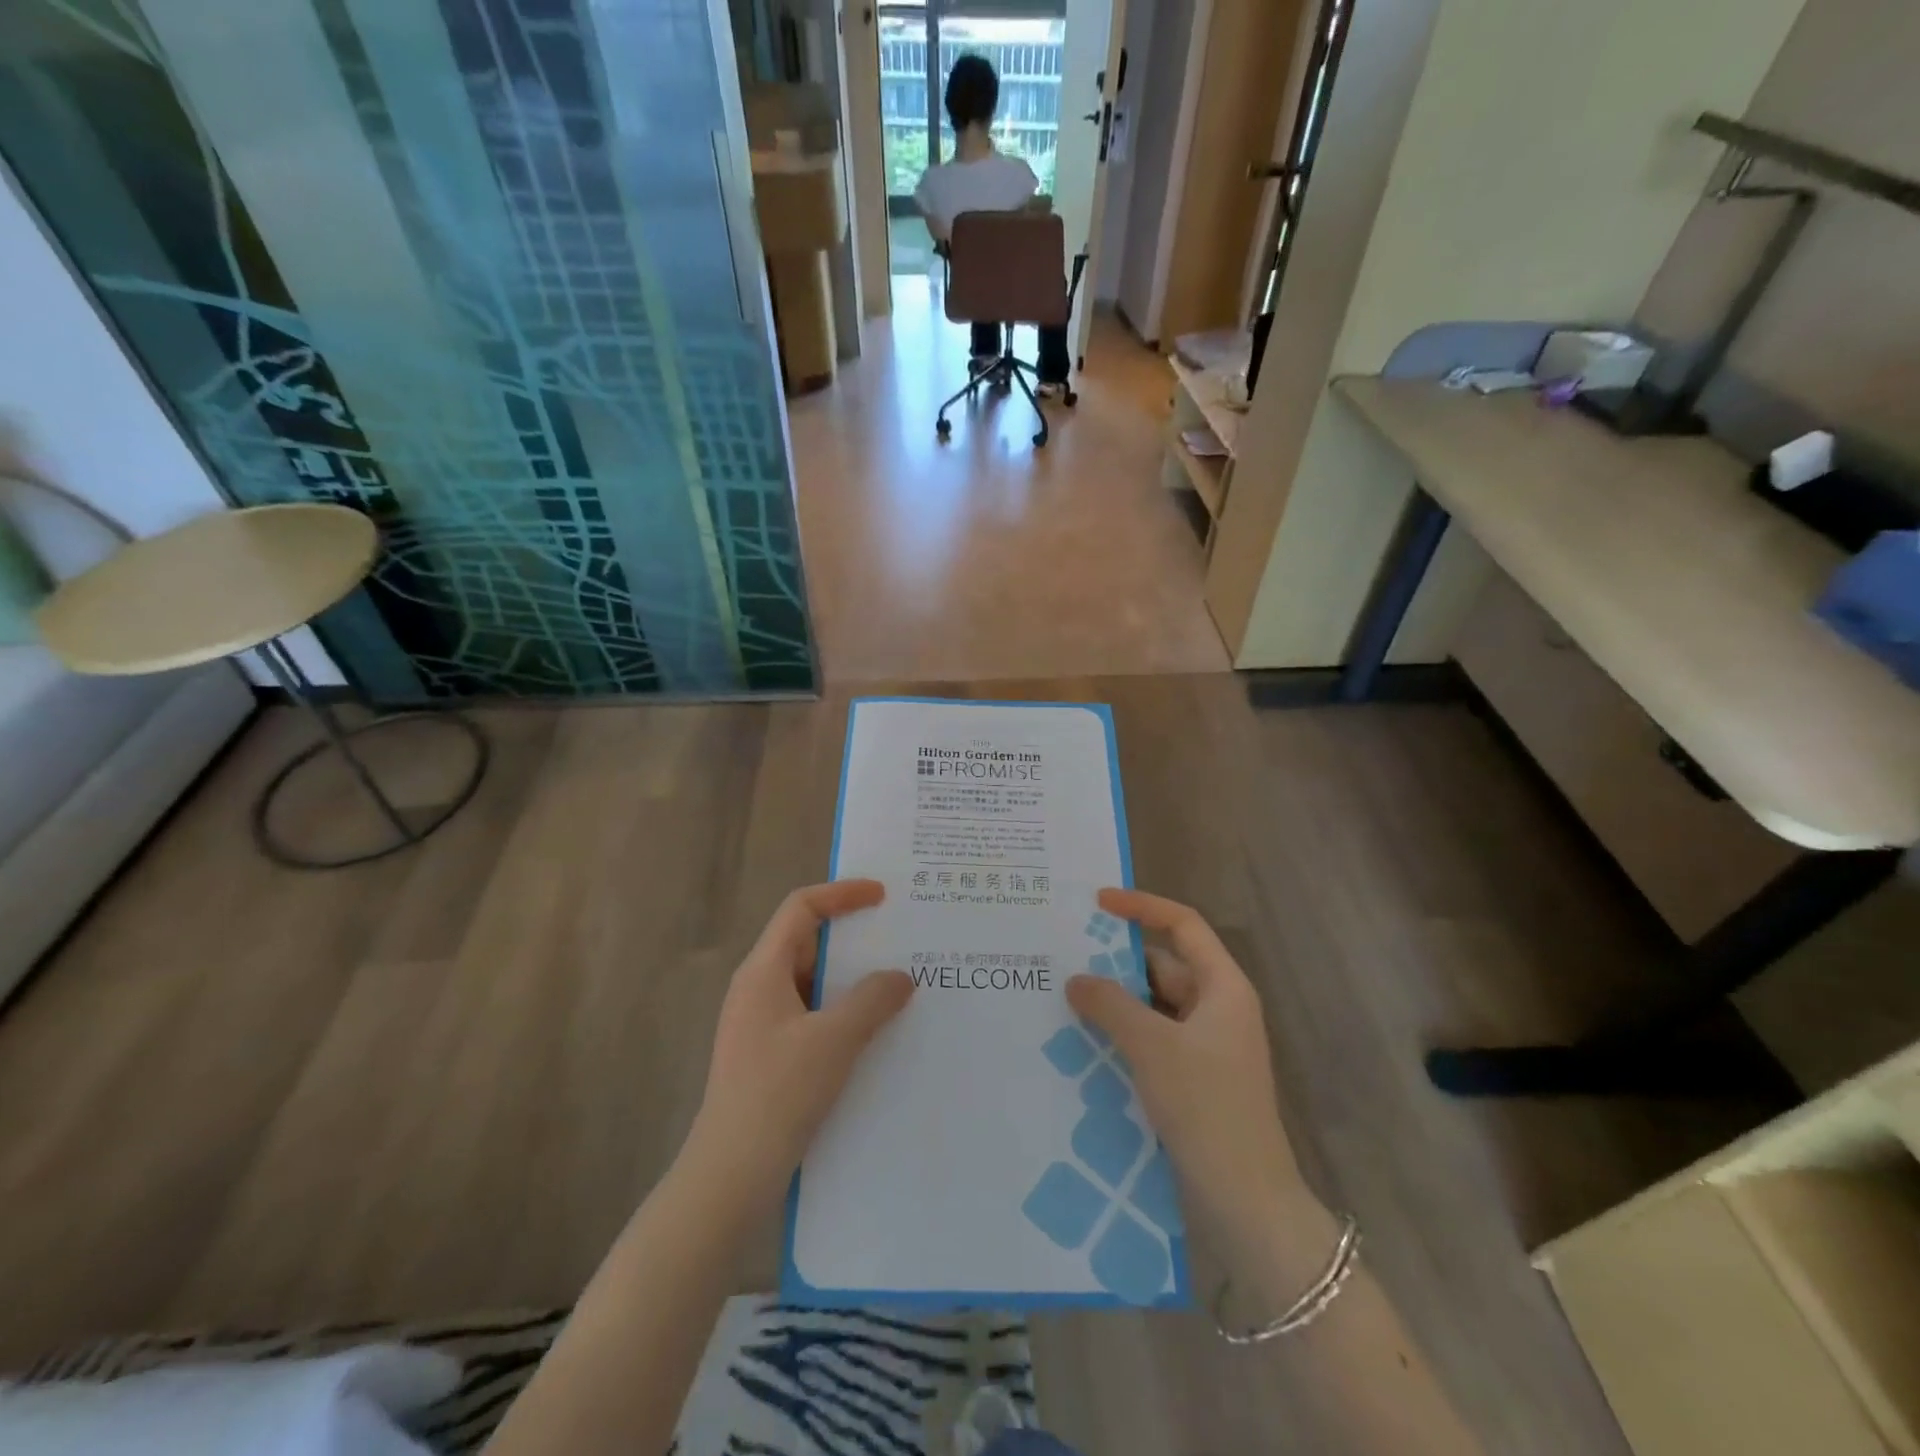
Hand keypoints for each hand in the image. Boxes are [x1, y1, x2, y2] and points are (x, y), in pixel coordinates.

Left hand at [686, 881, 912, 1201]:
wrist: (730, 1175)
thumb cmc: (778, 1094)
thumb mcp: (834, 1040)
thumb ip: (872, 1000)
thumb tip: (901, 977)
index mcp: (763, 970)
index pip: (801, 908)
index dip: (842, 893)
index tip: (883, 895)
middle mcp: (758, 987)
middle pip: (806, 940)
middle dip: (852, 934)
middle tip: (898, 936)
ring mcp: (762, 1022)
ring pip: (812, 980)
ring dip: (851, 976)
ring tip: (896, 982)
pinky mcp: (770, 1053)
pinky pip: (812, 1012)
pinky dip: (843, 1008)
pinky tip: (874, 1029)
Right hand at [1066, 889, 1309, 1239]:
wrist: (1246, 1201)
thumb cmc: (1206, 1107)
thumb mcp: (1152, 1046)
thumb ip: (1110, 1005)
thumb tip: (1076, 979)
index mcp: (1223, 987)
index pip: (1183, 925)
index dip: (1142, 907)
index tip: (1098, 902)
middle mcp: (1218, 1009)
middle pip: (1165, 966)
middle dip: (1118, 962)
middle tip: (1067, 958)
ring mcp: (1208, 1046)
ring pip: (1155, 1006)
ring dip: (1117, 1003)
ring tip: (1066, 999)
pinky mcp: (1195, 1079)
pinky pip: (1154, 1039)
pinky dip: (1124, 1035)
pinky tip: (1086, 1043)